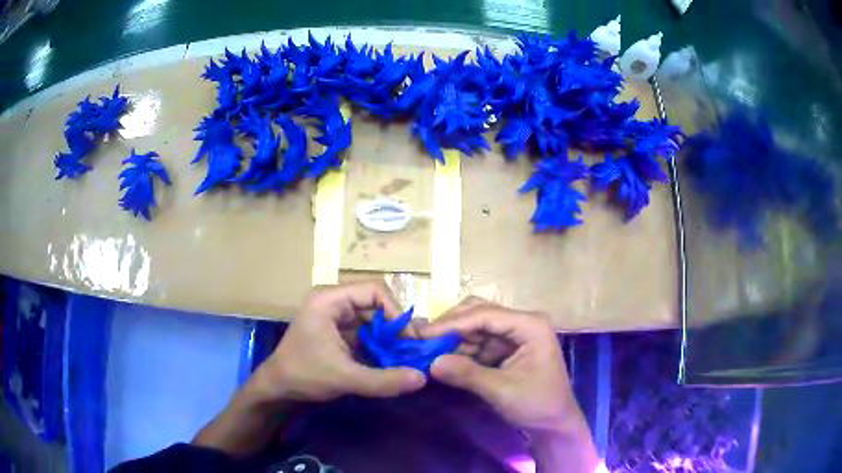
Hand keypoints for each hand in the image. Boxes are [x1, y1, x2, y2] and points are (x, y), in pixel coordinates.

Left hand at [251, 281, 426, 402]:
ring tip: (408, 359)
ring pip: (373, 323)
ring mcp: (336, 320)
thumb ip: (384, 380)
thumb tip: (423, 378)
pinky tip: (393, 364)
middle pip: (376, 306)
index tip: (408, 339)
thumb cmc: (304, 375)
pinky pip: (367, 336)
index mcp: (329, 301)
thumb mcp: (345, 378)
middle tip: (414, 351)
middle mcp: (334, 304)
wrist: (277, 390)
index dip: (395, 312)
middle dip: (396, 329)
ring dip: (390, 340)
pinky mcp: (339, 336)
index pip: (374, 291)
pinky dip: (381, 349)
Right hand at [421, 298, 584, 435]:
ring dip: (454, 337)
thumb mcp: (502, 391)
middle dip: (452, 326)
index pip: (486, 315)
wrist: (554, 425)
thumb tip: (431, 362)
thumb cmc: (537, 405)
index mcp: (530, 325)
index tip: (423, 335)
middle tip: (422, 339)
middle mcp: (523, 323)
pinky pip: (479, 341)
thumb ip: (467, 374)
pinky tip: (444, 357)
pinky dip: (461, 348)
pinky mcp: (507, 348)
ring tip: (427, 348)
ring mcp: (515, 335)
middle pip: (480, 313)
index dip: (453, 323)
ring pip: (477, 326)